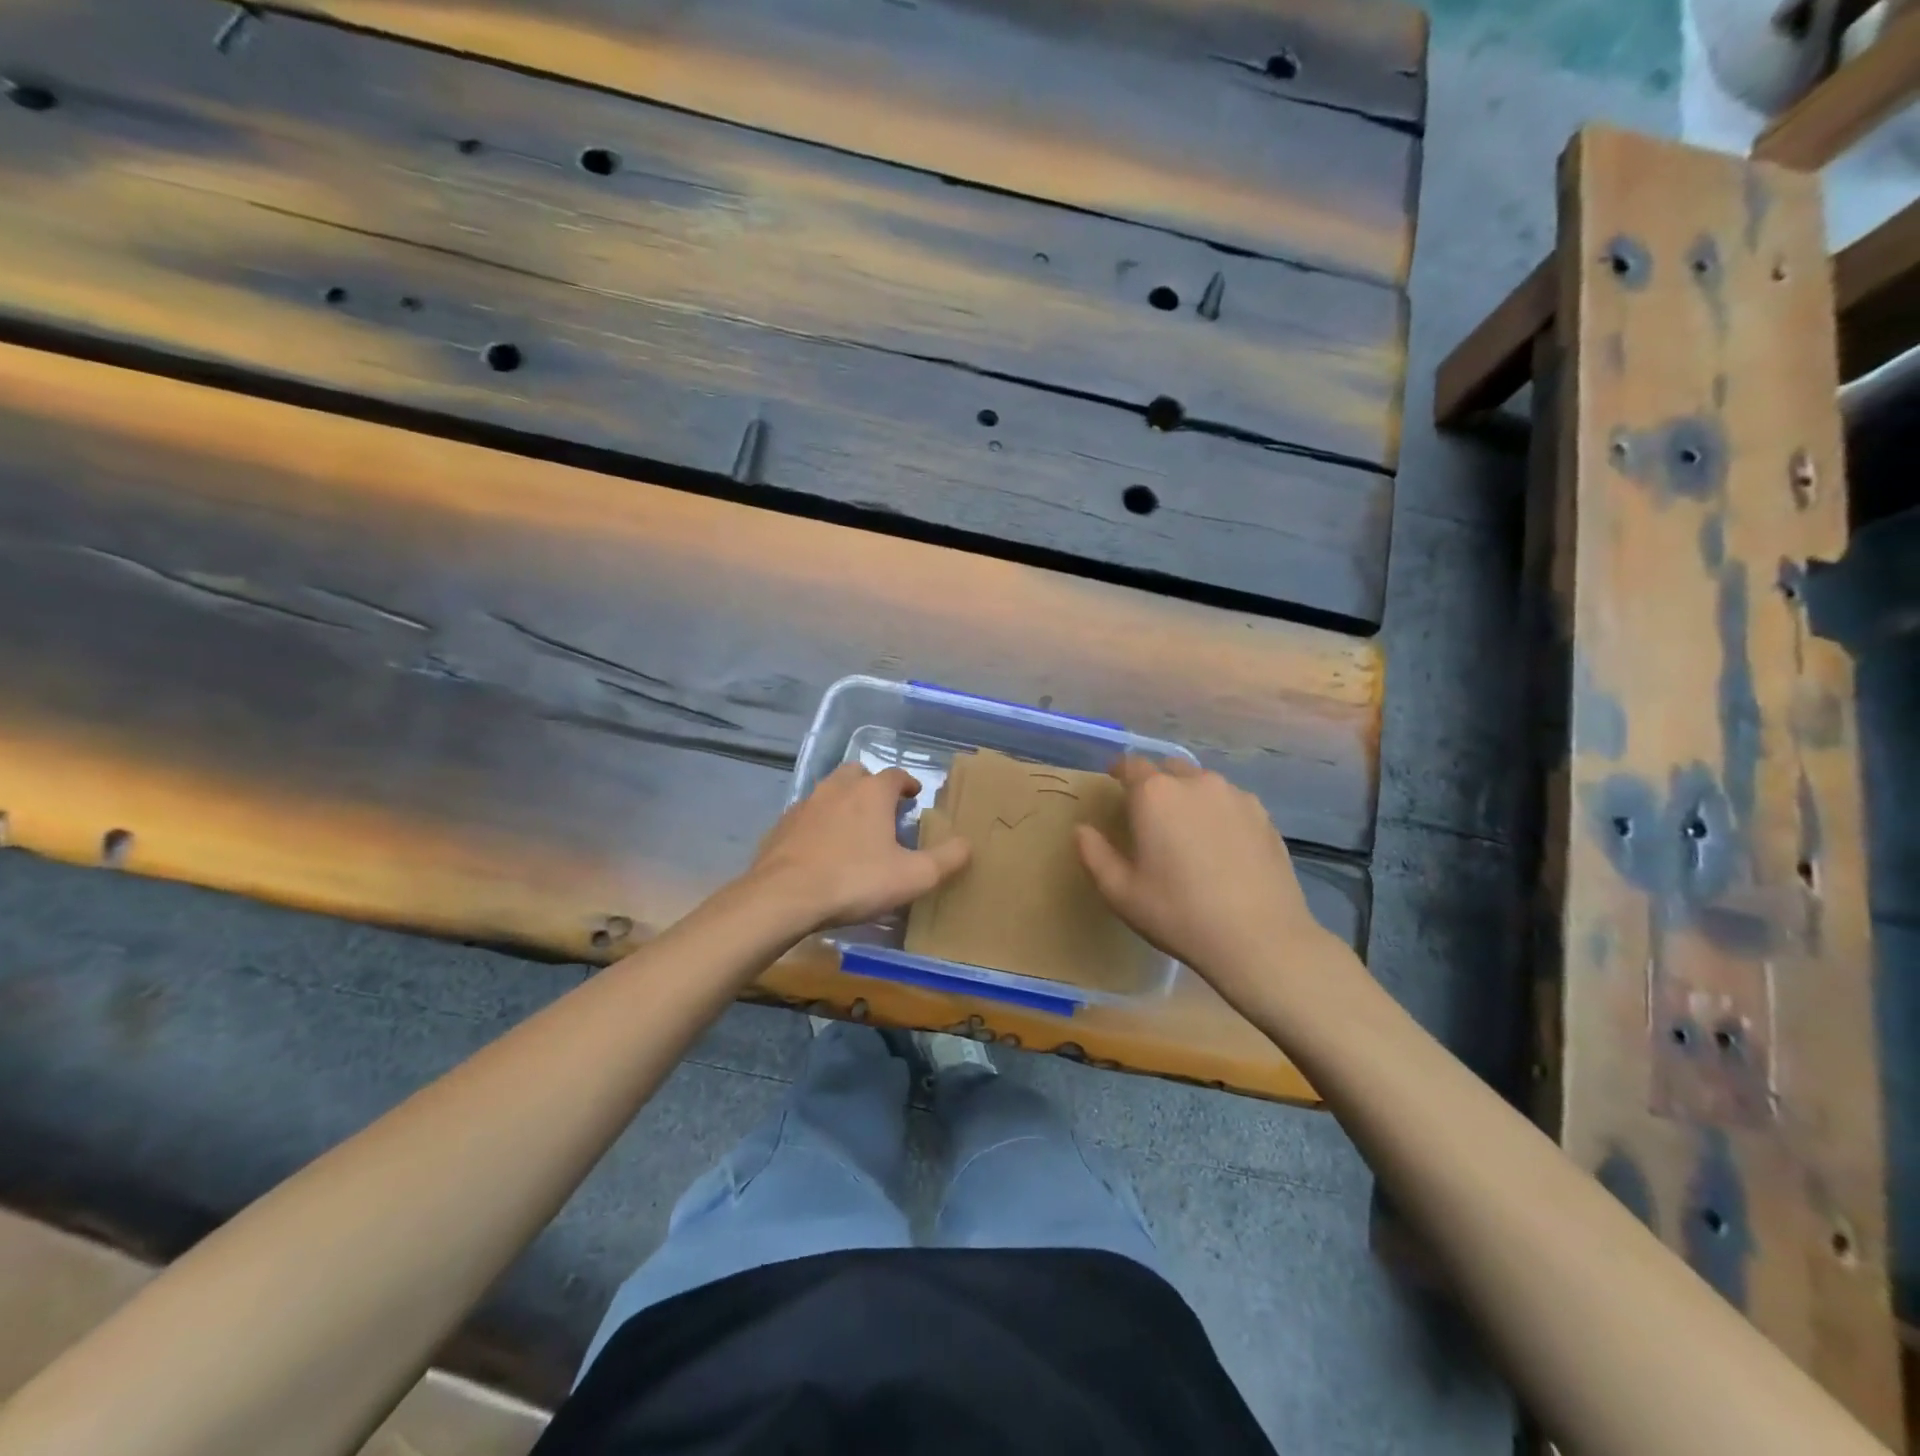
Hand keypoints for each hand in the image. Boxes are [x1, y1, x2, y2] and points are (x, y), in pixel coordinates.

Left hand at [748, 764, 970, 934]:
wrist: (783, 896)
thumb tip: (968, 844)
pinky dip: (818, 824)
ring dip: (843, 803)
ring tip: (853, 829)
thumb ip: (946, 860)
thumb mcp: (912, 877)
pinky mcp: (781, 826)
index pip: (895, 775)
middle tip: (883, 808)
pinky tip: (821, 849)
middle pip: (857, 774)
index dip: (907, 783)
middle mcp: (837, 788)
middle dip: (871, 786)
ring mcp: (805, 805)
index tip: (914, 795)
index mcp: (871, 793)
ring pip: (829, 792)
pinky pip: (806, 816)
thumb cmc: (855, 880)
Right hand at [1075, 756, 1358, 1015]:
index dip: (1119, 771)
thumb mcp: (1121, 892)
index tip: (1114, 783)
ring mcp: (1235, 796)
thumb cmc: (1178, 913)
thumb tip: (1082, 830)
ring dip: (1189, 797)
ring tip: (1188, 832)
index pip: (1131, 765)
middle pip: (1169, 769)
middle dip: (1156, 783)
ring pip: (1203, 784)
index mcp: (1155, 794)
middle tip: (1150, 815)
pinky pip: (1231, 803)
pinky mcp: (1264, 816)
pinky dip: (1219, 813)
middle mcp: (1195, 783)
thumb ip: (1094, 854)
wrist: (1259, 939)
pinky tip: (1221, 847)